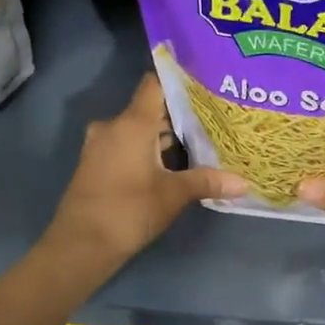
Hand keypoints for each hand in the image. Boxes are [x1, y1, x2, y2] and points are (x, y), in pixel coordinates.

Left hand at [44, 75, 244, 276]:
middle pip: (150, 107)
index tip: (204, 79)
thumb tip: (245, 183)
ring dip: (164, 134)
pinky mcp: (97, 163)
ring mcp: (102, 145)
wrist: (80, 246)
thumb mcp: (173, 195)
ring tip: (200, 137)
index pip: (154, 83)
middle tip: (213, 115)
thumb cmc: (128, 211)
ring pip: (139, 128)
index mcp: (132, 123)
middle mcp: (114, 126)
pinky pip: (127, 143)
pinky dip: (148, 147)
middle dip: (179, 112)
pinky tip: (173, 161)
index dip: (178, 78)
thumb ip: (207, 182)